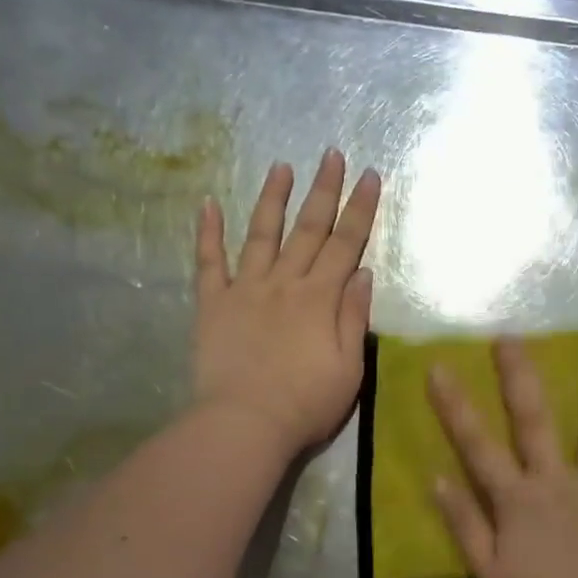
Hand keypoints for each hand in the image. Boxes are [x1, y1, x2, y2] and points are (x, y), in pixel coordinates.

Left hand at [194, 151, 381, 456]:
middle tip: (331, 153)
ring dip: (272, 199)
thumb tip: (362, 273)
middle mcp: (284, 283)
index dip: (360, 209)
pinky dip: (207, 233)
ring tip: (280, 166)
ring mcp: (245, 290)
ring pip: (261, 235)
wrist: (246, 424)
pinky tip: (207, 204)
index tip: (370, 176)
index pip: (345, 243)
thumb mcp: (348, 368)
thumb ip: (354, 317)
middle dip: (323, 189)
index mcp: (320, 298)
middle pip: (308, 229)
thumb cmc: (306, 404)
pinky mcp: (212, 305)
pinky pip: (208, 263)